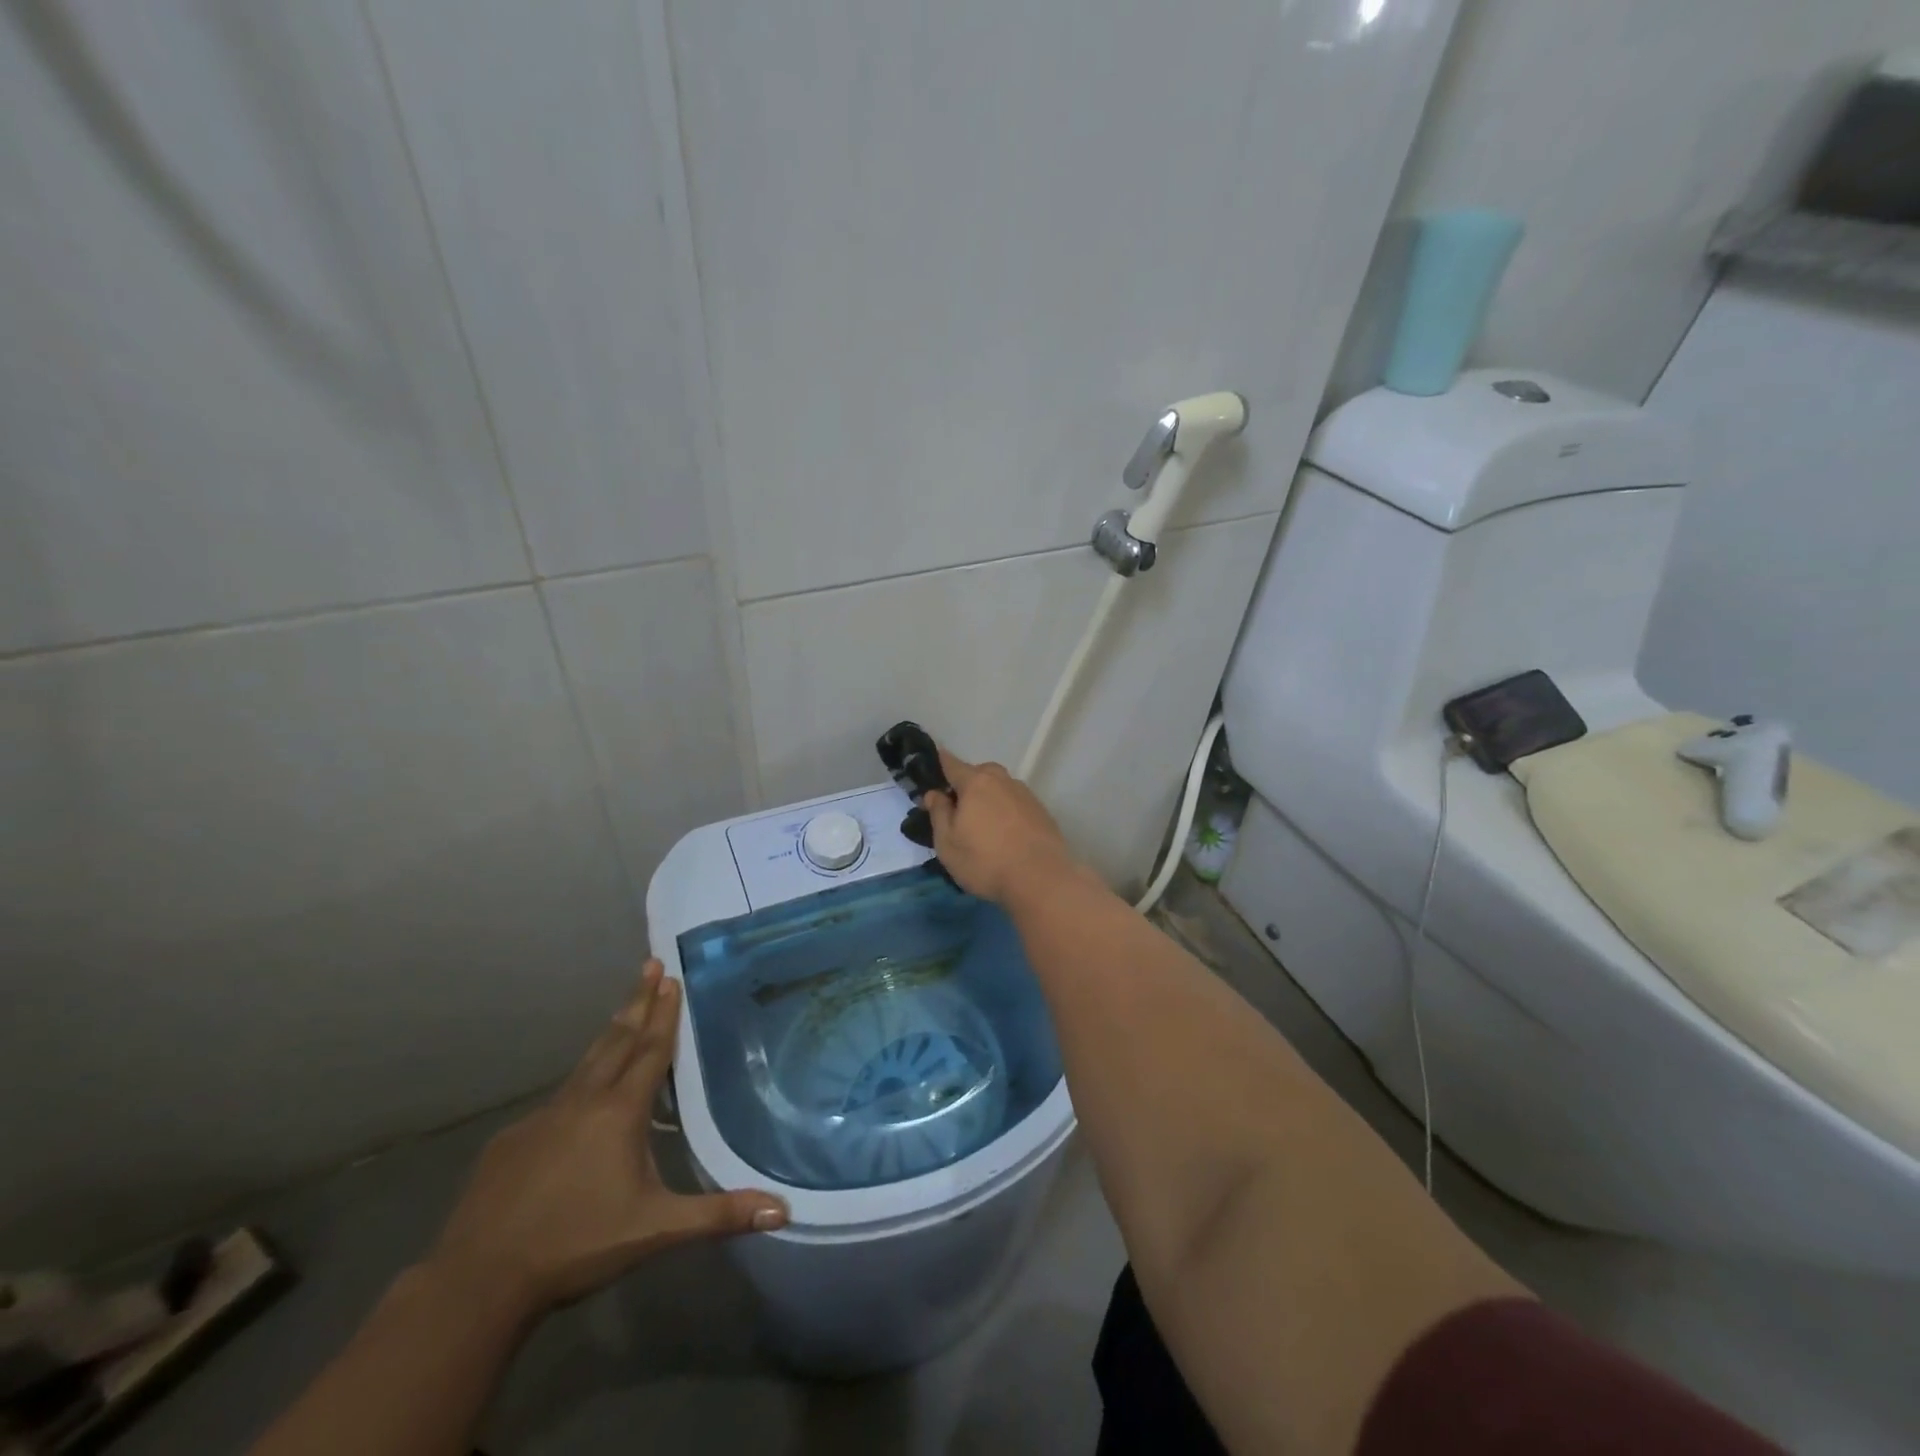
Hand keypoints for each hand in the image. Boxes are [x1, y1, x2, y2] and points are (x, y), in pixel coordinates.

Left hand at [427, 961, 787, 1315]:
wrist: (477, 1281)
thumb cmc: (577, 1245)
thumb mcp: (656, 1229)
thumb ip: (719, 1214)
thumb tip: (784, 1211)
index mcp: (619, 1112)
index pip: (649, 1049)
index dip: (663, 1013)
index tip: (670, 977)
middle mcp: (582, 1101)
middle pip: (617, 1040)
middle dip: (637, 1001)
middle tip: (650, 964)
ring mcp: (542, 1117)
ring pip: (585, 1064)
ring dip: (610, 1033)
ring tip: (624, 1011)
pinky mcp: (512, 1140)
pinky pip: (556, 1100)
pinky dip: (577, 1082)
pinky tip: (578, 1099)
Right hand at [922, 747, 1084, 904]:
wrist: (1041, 879)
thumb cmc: (985, 861)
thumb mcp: (947, 843)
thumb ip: (939, 813)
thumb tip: (935, 793)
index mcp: (976, 783)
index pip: (952, 764)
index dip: (940, 762)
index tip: (933, 763)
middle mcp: (1002, 781)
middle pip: (980, 773)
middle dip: (966, 784)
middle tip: (958, 808)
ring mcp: (1025, 795)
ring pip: (1000, 788)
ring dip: (989, 798)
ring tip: (982, 825)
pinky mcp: (1041, 812)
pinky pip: (1015, 803)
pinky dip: (1006, 811)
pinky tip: (1005, 834)